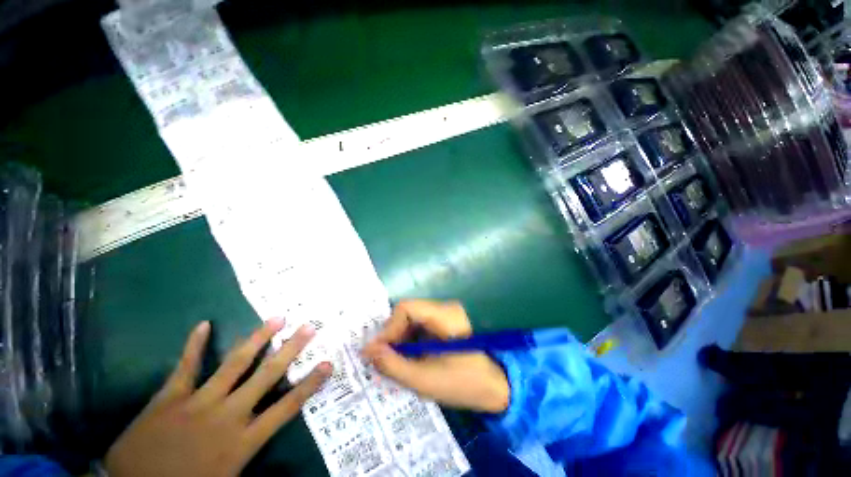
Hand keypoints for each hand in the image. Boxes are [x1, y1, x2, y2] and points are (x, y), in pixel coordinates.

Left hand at [105, 320, 330, 476]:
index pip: (287, 407)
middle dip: (290, 350)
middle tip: (308, 327)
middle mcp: (227, 415)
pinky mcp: (170, 397)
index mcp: (242, 440)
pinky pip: (185, 367)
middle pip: (266, 376)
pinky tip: (203, 324)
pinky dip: (194, 346)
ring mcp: (198, 402)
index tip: (327, 363)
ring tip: (276, 319)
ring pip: (234, 364)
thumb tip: (278, 460)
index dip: (309, 384)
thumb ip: (251, 462)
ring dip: (257, 339)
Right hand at [363, 300, 509, 412]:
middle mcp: (445, 308)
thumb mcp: (423, 379)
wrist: (494, 388)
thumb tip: (367, 349)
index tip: (377, 352)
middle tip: (383, 359)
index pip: (406, 308)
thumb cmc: (462, 384)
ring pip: (411, 318)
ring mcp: (445, 314)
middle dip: (393, 335)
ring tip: (394, 360)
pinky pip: (419, 324)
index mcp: (445, 315)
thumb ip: (392, 364)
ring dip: (399, 338)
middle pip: (408, 312)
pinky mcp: (444, 322)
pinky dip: (409, 339)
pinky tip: (407, 357)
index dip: (389, 328)